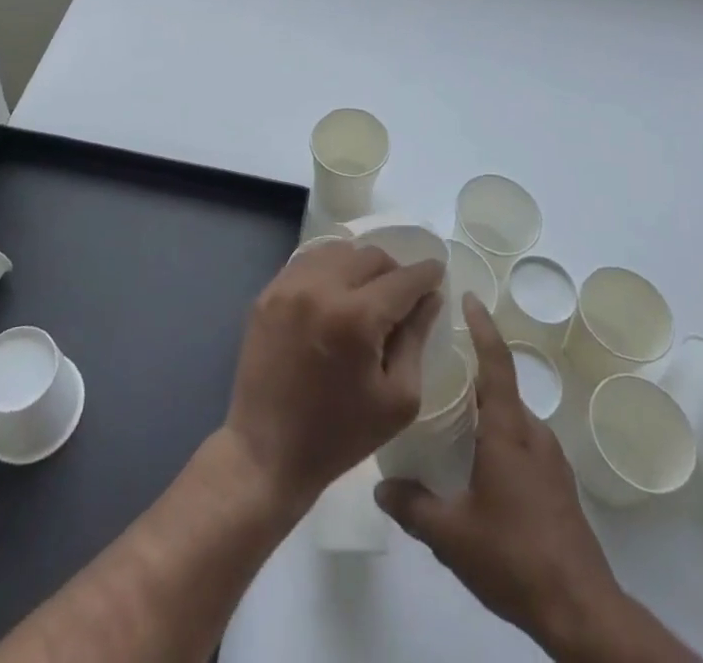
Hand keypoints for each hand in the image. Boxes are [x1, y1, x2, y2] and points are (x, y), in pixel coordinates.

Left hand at [222, 240, 443, 509]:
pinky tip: (335, 294)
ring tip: (366, 293)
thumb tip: (431, 297)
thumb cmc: (340, 435)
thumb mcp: (398, 398)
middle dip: (394, 271)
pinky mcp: (268, 292)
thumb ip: (417, 339)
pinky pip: (308, 262)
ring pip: (338, 251)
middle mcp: (321, 288)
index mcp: (357, 317)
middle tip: (401, 295)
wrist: (266, 452)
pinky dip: (329, 269)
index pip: (403, 279)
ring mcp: (289, 286)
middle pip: (370, 256)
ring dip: (360, 266)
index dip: (426, 274)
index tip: (437, 274)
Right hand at [376, 297, 696, 662]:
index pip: (496, 362)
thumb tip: (380, 487)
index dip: (482, 326)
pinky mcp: (558, 484)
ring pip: (512, 415)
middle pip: (501, 385)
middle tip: (438, 360)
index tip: (468, 296)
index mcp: (508, 430)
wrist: (581, 611)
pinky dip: (498, 431)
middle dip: (473, 367)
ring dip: (485, 404)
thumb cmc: (514, 557)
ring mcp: (550, 459)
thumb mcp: (451, 535)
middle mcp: (532, 433)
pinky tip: (477, 458)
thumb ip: (412, 506)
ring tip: (451, 409)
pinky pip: (523, 439)